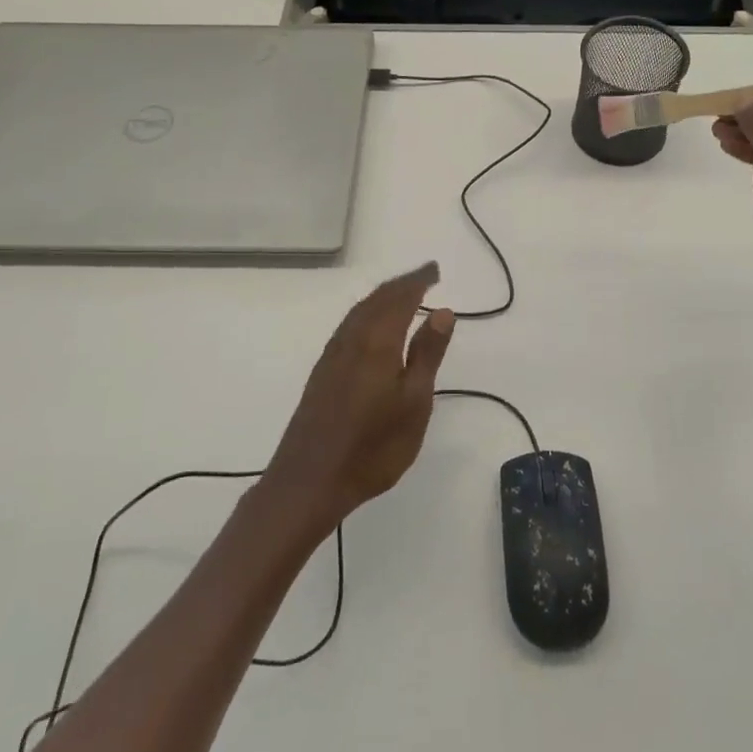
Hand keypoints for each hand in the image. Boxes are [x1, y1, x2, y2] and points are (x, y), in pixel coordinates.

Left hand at [263, 263, 454, 533]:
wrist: (310, 481)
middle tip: (424, 277)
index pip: (400, 297)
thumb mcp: (415, 402)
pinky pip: (349, 326)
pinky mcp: (322, 372)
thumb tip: (442, 311)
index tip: (435, 270)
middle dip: (401, 284)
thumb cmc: (373, 446)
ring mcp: (332, 355)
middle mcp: (351, 339)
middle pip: (376, 299)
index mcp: (377, 341)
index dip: (418, 280)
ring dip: (382, 297)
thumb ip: (427, 353)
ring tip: (402, 295)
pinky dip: (366, 314)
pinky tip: (371, 328)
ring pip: (359, 312)